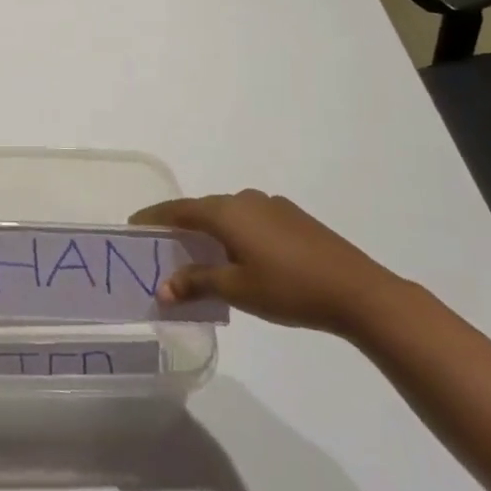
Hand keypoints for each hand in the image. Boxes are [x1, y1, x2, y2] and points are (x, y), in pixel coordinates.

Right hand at [130, 190, 407, 334]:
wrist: (357, 290)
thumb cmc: (289, 288)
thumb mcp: (237, 289)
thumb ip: (197, 283)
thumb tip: (161, 288)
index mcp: (226, 212)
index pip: (178, 209)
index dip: (154, 217)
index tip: (133, 224)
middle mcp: (245, 199)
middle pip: (203, 209)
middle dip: (182, 226)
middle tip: (163, 247)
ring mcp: (272, 205)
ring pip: (228, 214)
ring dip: (211, 230)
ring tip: (200, 255)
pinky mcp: (293, 217)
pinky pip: (250, 220)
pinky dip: (235, 233)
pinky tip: (241, 257)